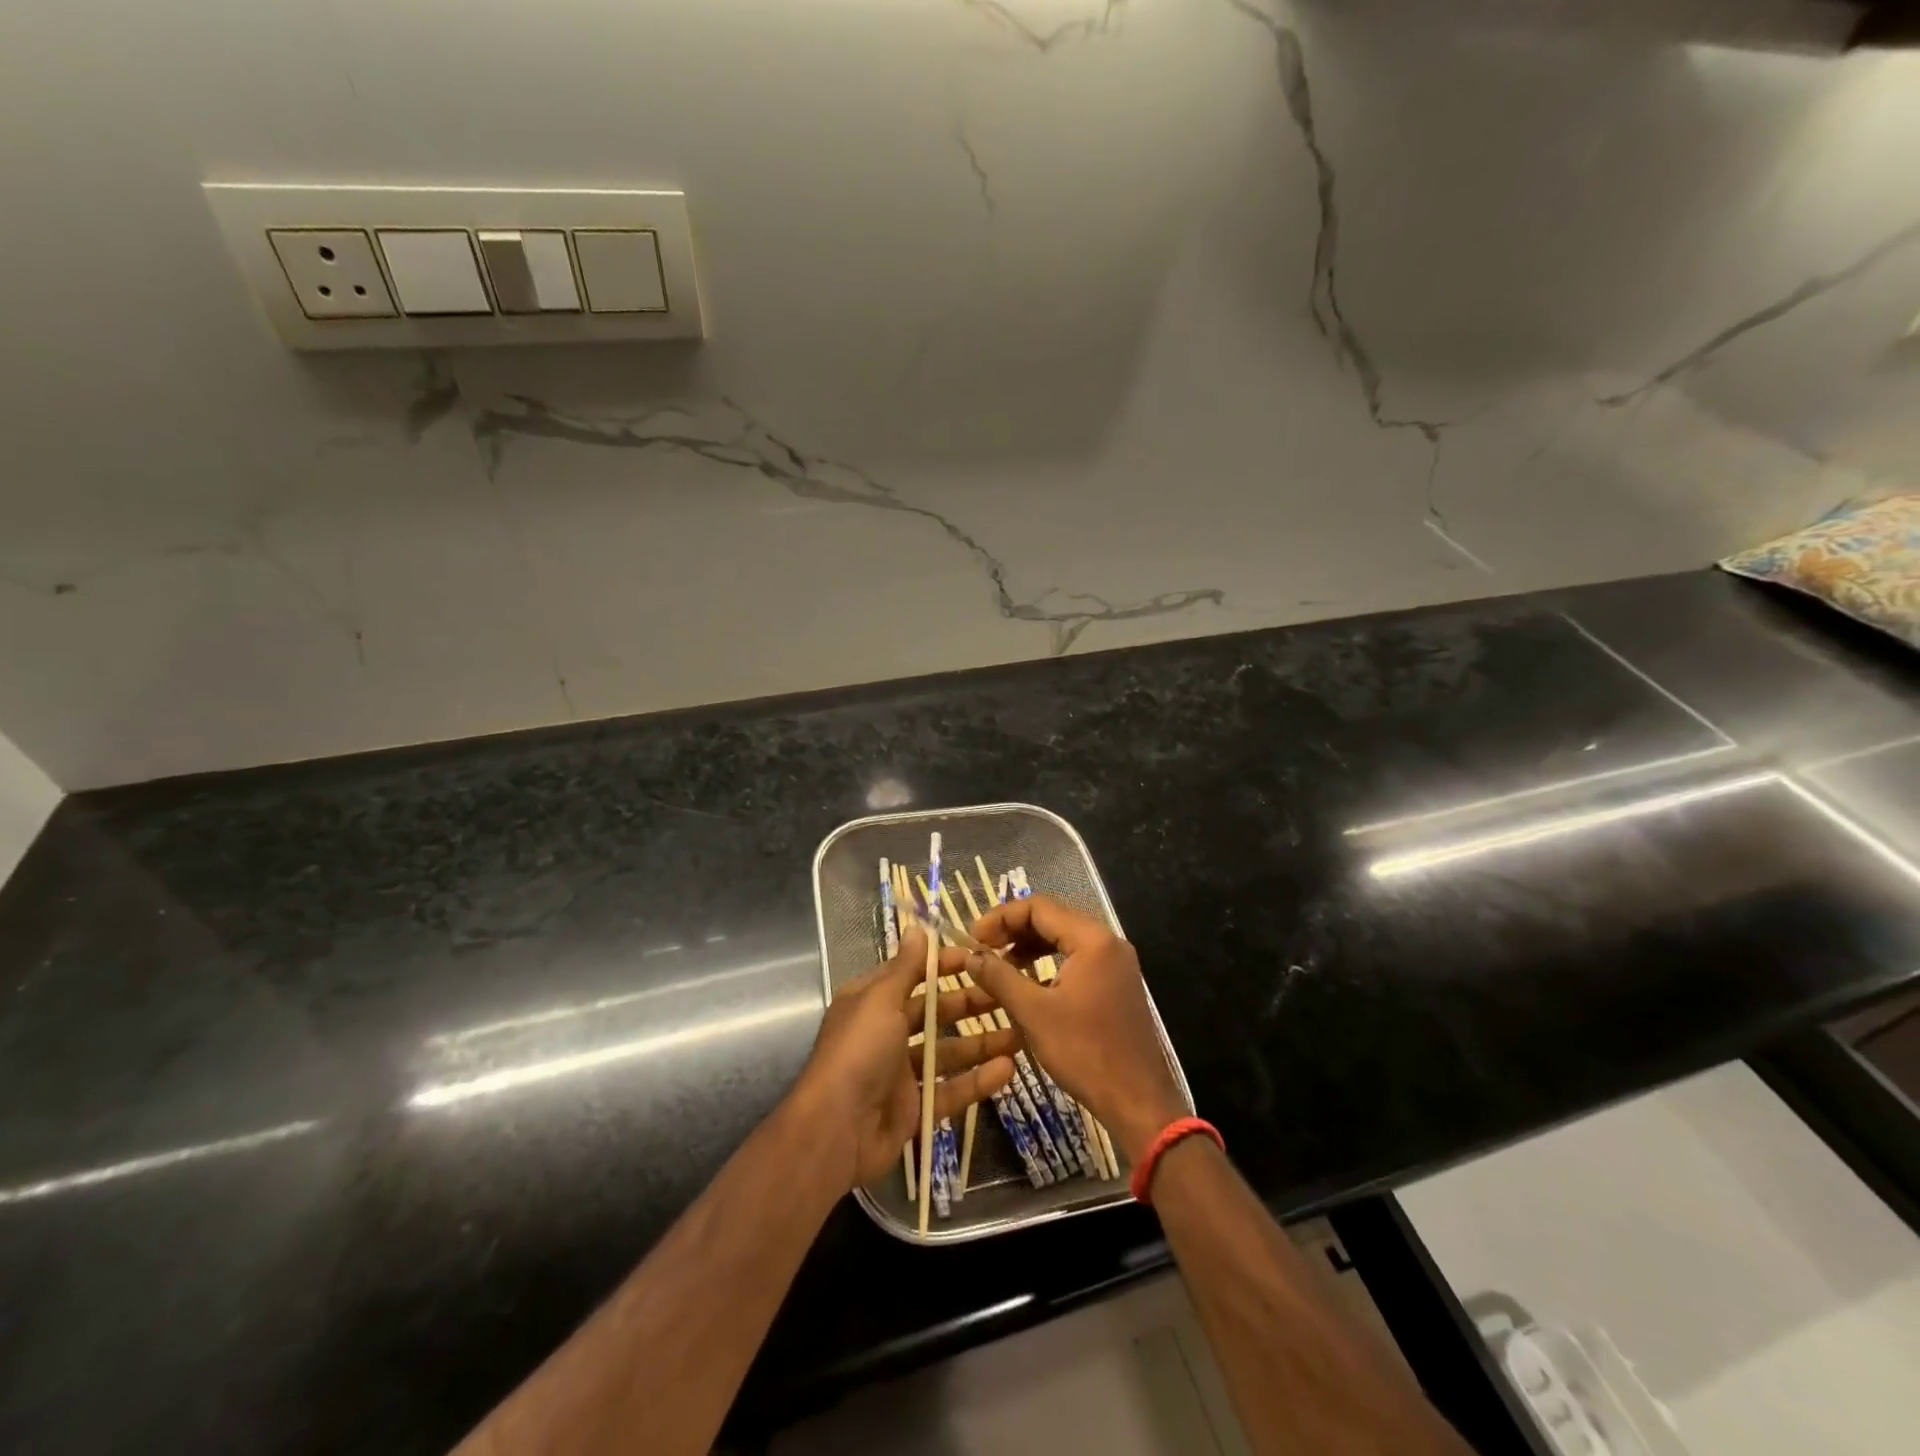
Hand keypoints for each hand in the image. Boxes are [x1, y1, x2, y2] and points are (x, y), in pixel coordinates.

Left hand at [793, 924, 1019, 1189]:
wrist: (834, 1131)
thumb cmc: (858, 1052)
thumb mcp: (880, 1000)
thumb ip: (905, 968)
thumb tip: (917, 929)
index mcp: (872, 1002)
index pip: (913, 974)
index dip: (944, 965)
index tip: (980, 957)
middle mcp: (887, 1033)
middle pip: (935, 1013)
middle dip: (971, 1003)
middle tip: (1010, 994)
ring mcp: (901, 1073)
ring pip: (949, 1052)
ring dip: (982, 1042)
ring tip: (1020, 1034)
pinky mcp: (915, 1108)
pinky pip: (952, 1090)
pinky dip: (978, 1081)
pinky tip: (1008, 1070)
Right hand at [965, 895, 1187, 1164]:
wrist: (1139, 1101)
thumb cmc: (1086, 1053)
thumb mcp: (1034, 1013)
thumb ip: (999, 977)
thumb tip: (971, 956)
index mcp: (1092, 940)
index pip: (1039, 907)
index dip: (1001, 917)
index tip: (973, 937)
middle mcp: (1108, 942)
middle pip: (1053, 918)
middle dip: (1013, 929)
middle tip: (982, 948)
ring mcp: (1115, 963)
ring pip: (1063, 939)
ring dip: (1029, 946)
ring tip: (998, 965)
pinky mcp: (1116, 983)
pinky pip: (1076, 958)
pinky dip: (1048, 963)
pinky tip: (1027, 983)